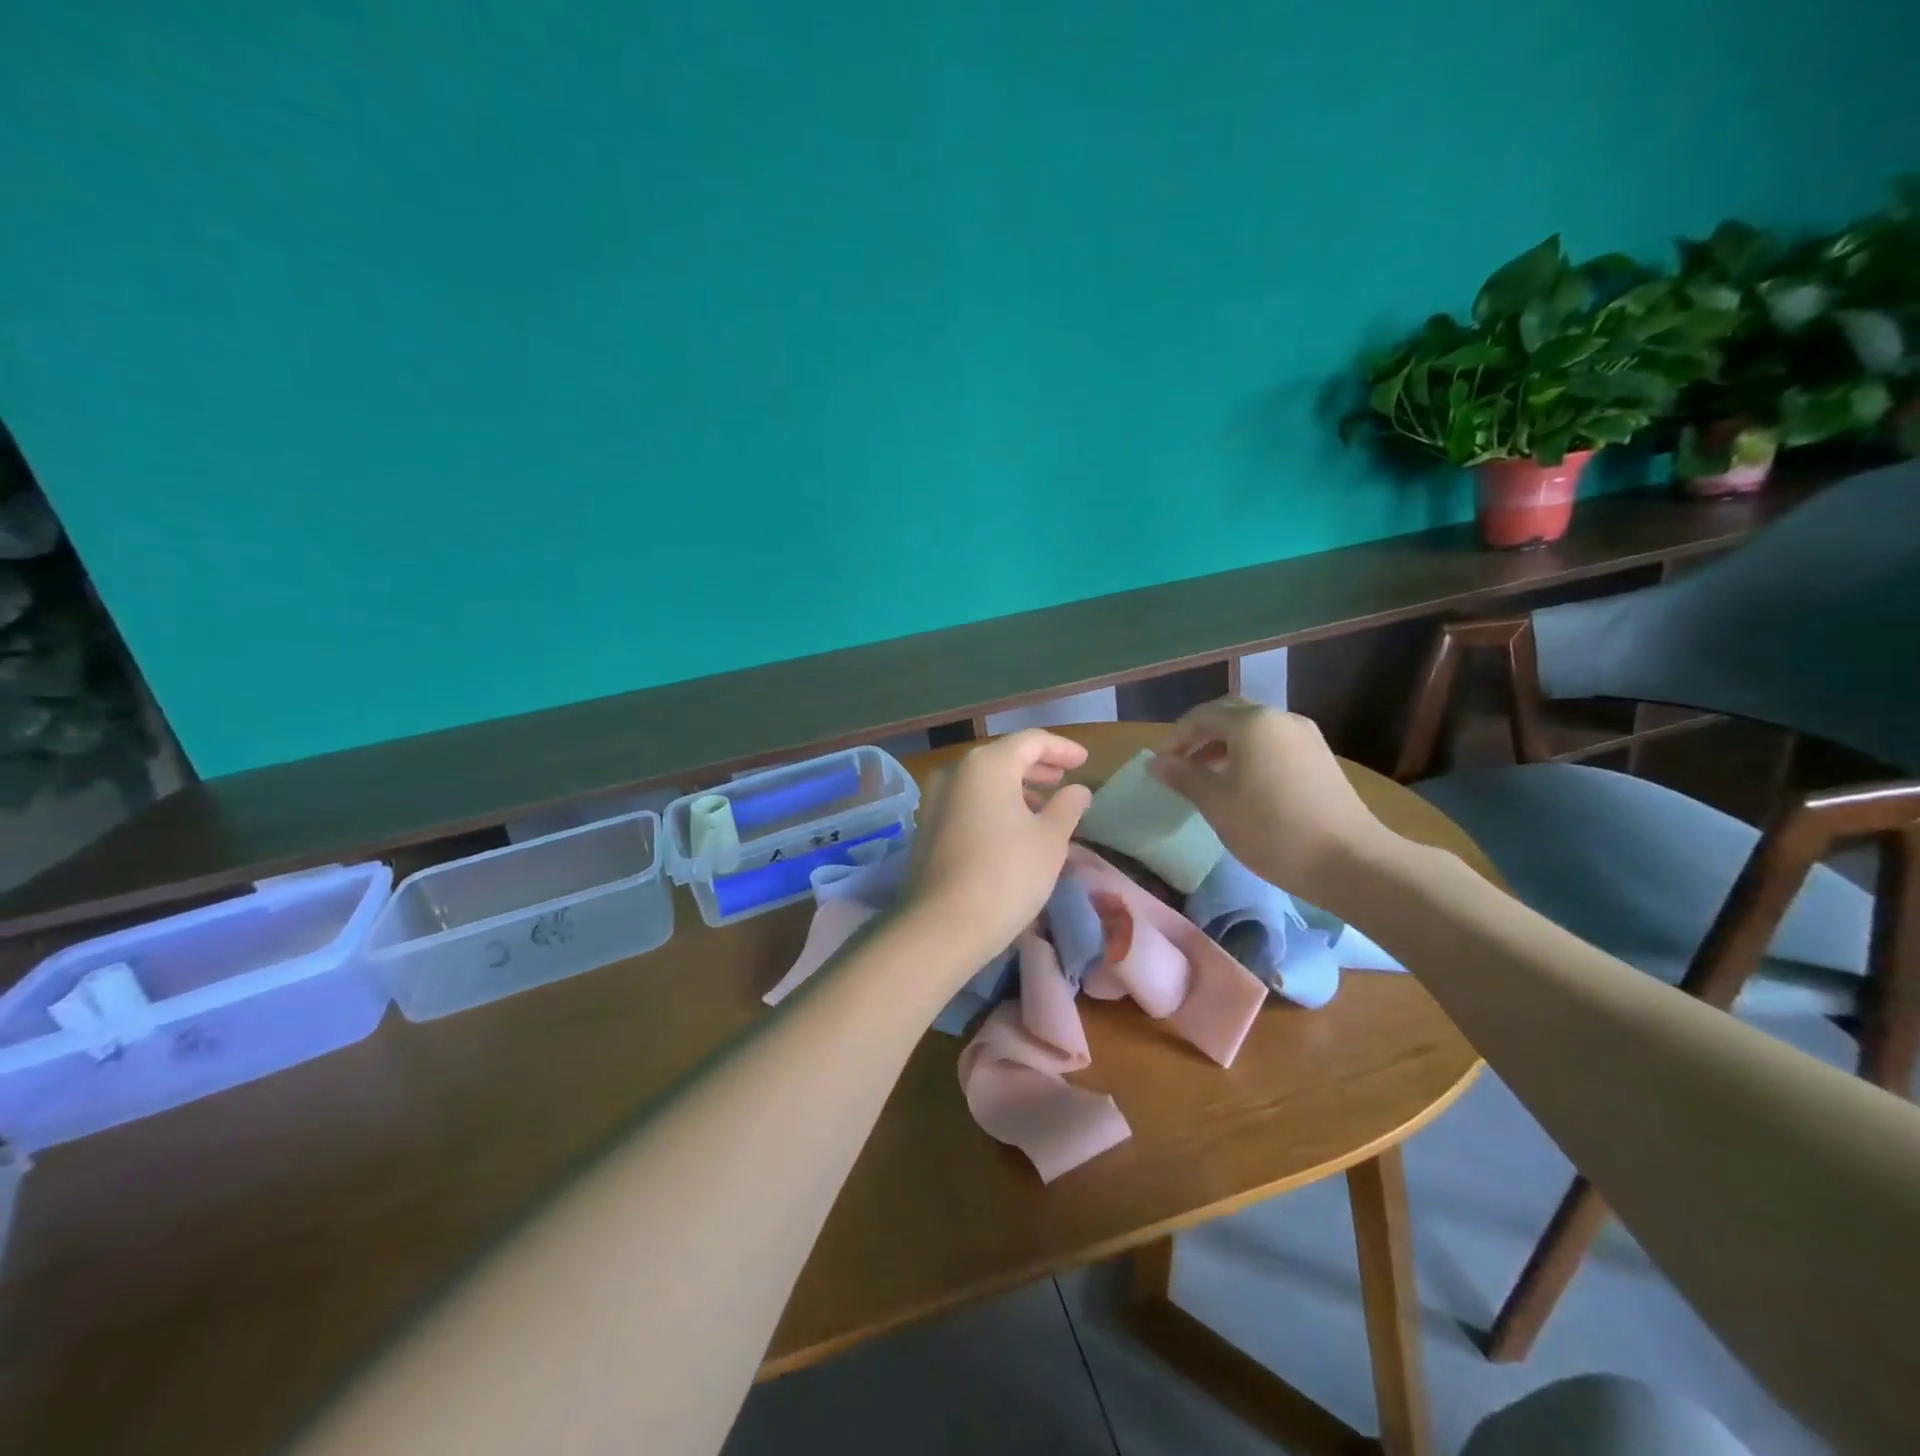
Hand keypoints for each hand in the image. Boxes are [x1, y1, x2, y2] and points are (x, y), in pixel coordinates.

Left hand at [901, 730, 1092, 968]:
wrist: (943, 925)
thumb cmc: (1007, 874)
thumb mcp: (1051, 840)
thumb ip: (1068, 807)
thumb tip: (1078, 790)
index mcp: (987, 764)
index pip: (1031, 741)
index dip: (1062, 748)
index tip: (1084, 761)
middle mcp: (956, 771)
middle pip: (1003, 757)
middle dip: (1037, 767)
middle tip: (1064, 779)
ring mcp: (935, 799)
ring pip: (983, 781)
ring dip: (1015, 788)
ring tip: (1043, 807)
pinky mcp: (926, 827)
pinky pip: (968, 802)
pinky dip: (994, 805)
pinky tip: (1013, 828)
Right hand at [1146, 698, 1396, 903]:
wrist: (1349, 860)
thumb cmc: (1271, 828)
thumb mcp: (1217, 803)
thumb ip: (1183, 776)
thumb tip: (1155, 762)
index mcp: (1252, 722)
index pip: (1201, 716)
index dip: (1174, 738)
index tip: (1158, 765)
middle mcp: (1280, 719)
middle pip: (1229, 715)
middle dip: (1200, 735)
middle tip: (1180, 763)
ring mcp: (1305, 737)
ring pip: (1253, 730)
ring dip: (1224, 745)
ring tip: (1205, 776)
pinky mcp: (1320, 758)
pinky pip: (1273, 744)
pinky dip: (1248, 754)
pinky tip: (1241, 785)